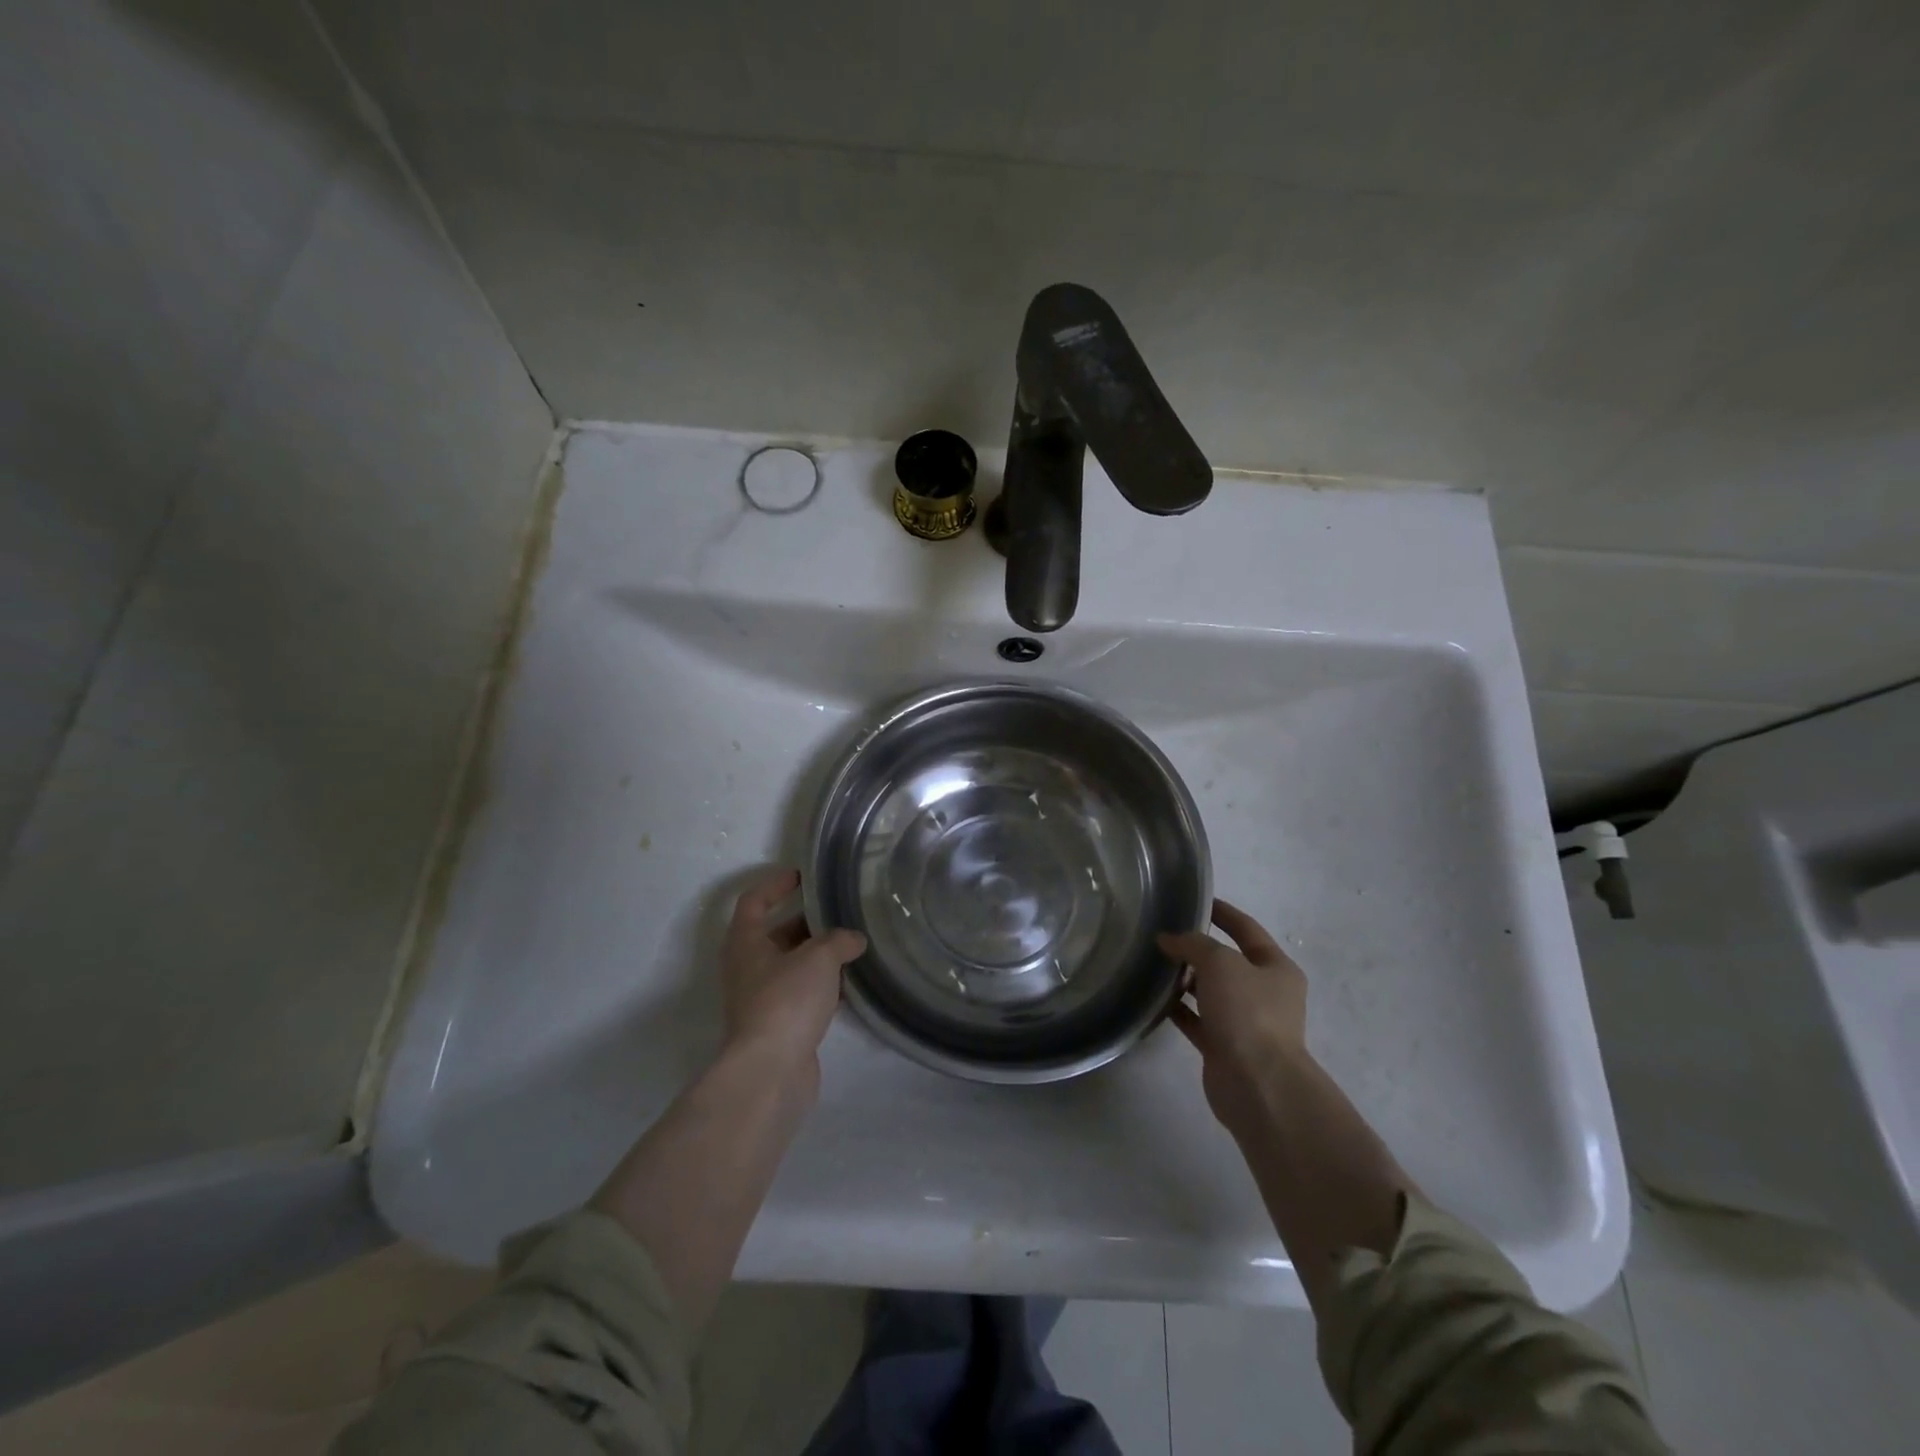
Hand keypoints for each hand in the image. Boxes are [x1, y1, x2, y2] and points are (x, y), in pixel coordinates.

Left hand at [720, 868, 866, 1075]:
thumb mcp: (818, 958)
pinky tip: (850, 983)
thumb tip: (854, 939)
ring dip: (818, 955)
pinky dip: (823, 984)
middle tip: (840, 911)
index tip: (803, 876)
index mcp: (746, 942)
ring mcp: (762, 998)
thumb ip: (839, 940)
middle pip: (776, 933)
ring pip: (792, 965)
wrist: (771, 1070)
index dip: (776, 884)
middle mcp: (748, 967)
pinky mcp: (779, 1024)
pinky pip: (802, 993)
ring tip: (852, 943)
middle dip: (807, 922)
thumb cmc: (786, 1001)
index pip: (754, 901)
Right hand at [1159, 900, 1309, 1133]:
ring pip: (1210, 992)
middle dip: (1198, 948)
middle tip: (1164, 933)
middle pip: (1227, 962)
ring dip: (1186, 979)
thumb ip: (1193, 944)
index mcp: (1276, 969)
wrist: (1257, 1085)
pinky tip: (1153, 997)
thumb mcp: (1220, 963)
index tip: (1196, 900)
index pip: (1247, 929)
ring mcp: (1245, 1023)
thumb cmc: (1248, 1013)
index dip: (1223, 913)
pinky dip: (1178, 1008)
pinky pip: (1197, 1020)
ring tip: (1153, 962)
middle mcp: (1264, 994)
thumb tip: (1168, 939)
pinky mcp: (1223, 1047)